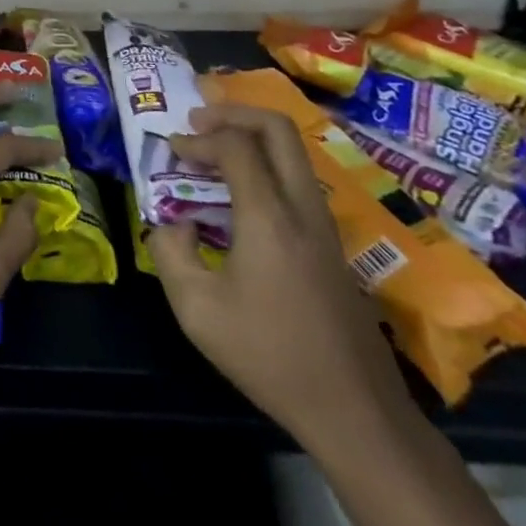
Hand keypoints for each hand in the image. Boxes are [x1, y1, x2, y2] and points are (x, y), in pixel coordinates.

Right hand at [147, 101, 413, 449]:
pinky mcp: (333, 243)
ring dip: (251, 136)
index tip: (172, 151)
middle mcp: (302, 208)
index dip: (198, 138)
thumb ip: (170, 253)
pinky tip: (240, 192)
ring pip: (293, 151)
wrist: (356, 412)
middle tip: (198, 122)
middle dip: (233, 113)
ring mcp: (325, 224)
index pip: (235, 145)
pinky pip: (297, 178)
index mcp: (270, 217)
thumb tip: (174, 224)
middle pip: (277, 128)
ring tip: (214, 150)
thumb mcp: (197, 310)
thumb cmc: (270, 356)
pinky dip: (266, 164)